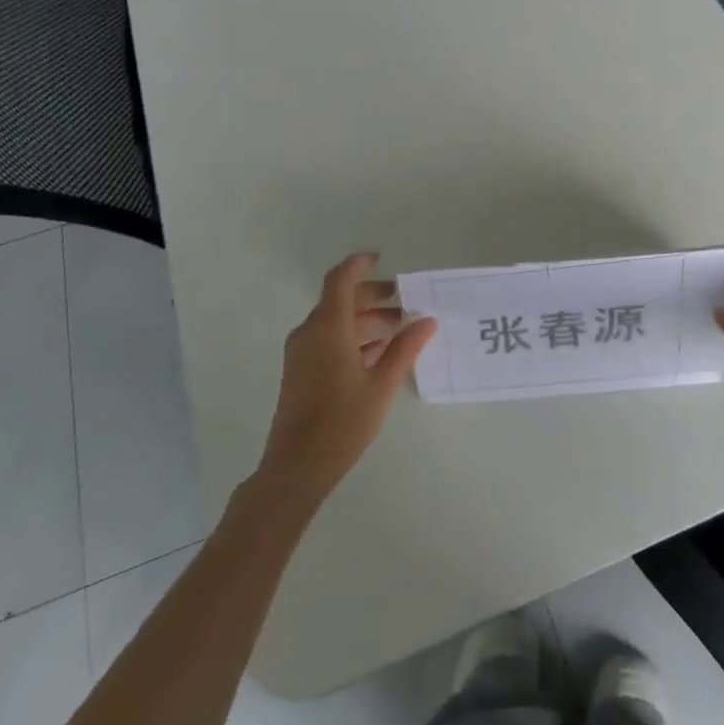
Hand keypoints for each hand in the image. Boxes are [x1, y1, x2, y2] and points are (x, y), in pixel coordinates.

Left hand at [257, 253, 437, 507]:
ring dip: (366, 319)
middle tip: (405, 302)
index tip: (382, 258)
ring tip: (400, 329)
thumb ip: (405, 348)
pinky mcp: (301, 370)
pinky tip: (379, 352)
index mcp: (328, 327)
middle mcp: (310, 332)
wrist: (297, 466)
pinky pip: (328, 339)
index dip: (359, 264)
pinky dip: (353, 337)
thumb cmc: (343, 421)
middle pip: (340, 299)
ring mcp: (302, 352)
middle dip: (372, 296)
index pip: (340, 280)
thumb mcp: (382, 384)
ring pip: (336, 321)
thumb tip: (426, 320)